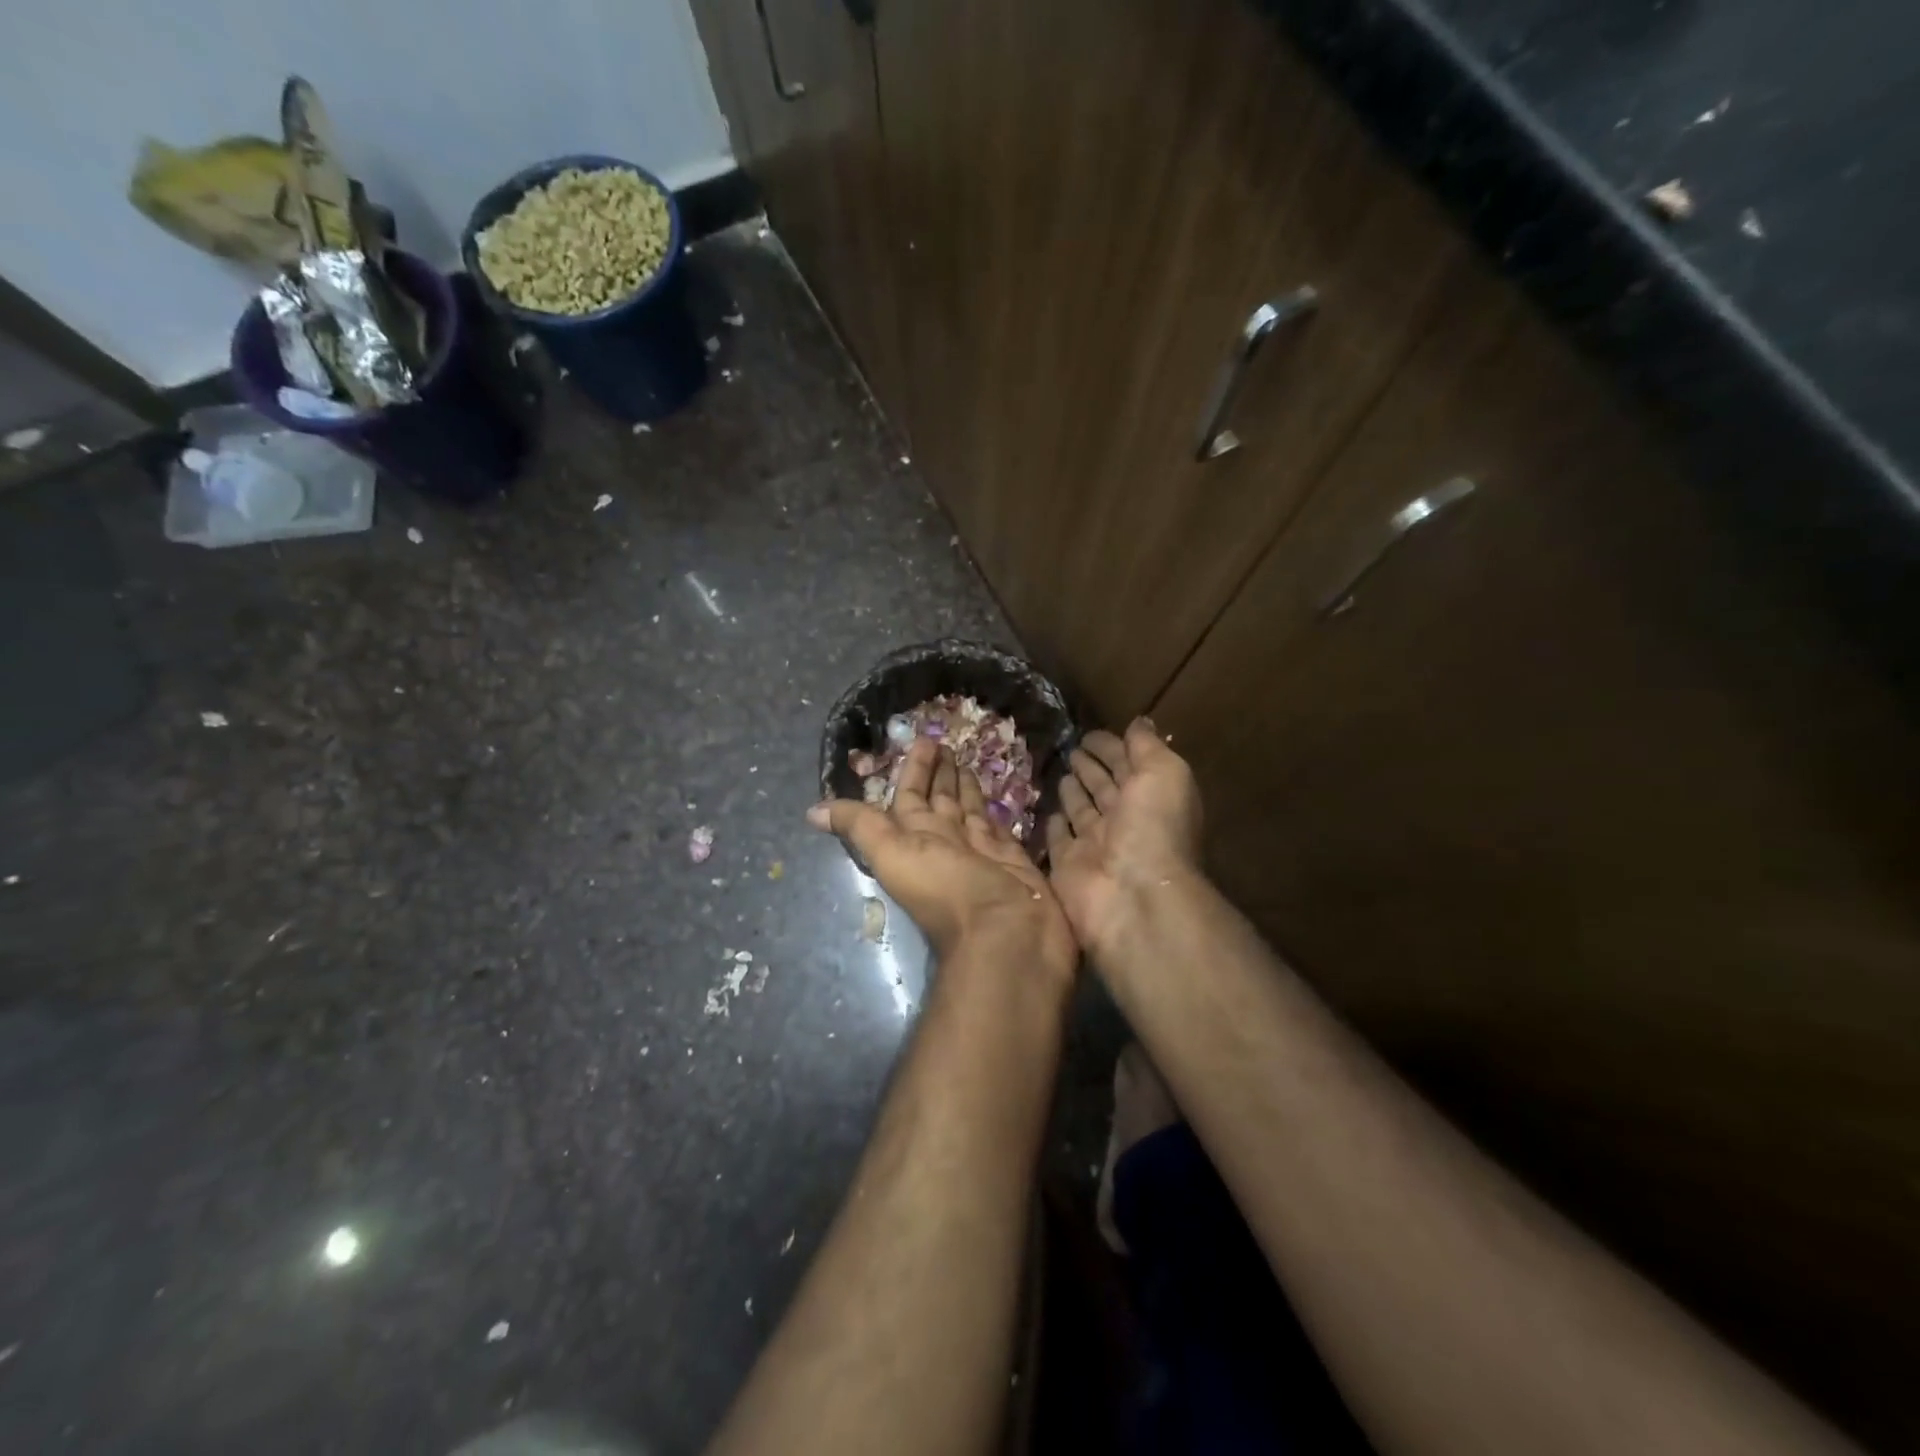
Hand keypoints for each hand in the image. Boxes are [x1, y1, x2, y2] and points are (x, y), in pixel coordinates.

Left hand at [809, 737, 1077, 982]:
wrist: (1006, 936)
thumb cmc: (948, 890)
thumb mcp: (894, 854)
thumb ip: (861, 827)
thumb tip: (811, 812)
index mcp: (915, 840)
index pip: (909, 796)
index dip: (914, 769)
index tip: (924, 740)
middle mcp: (945, 843)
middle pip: (940, 801)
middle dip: (940, 773)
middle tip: (947, 741)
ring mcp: (980, 851)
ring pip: (968, 811)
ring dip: (965, 786)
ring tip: (967, 757)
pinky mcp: (1012, 858)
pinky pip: (998, 826)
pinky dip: (995, 808)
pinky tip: (997, 790)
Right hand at [1046, 719, 1203, 955]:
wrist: (1132, 894)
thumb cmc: (1153, 827)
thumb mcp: (1163, 773)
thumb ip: (1148, 746)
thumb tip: (1139, 722)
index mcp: (1150, 797)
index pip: (1128, 765)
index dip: (1112, 746)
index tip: (1090, 732)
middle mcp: (1124, 820)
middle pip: (1104, 787)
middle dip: (1091, 766)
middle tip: (1072, 748)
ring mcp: (1094, 844)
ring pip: (1081, 811)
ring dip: (1073, 791)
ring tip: (1060, 771)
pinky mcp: (1066, 865)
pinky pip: (1058, 839)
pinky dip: (1055, 824)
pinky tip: (1048, 811)